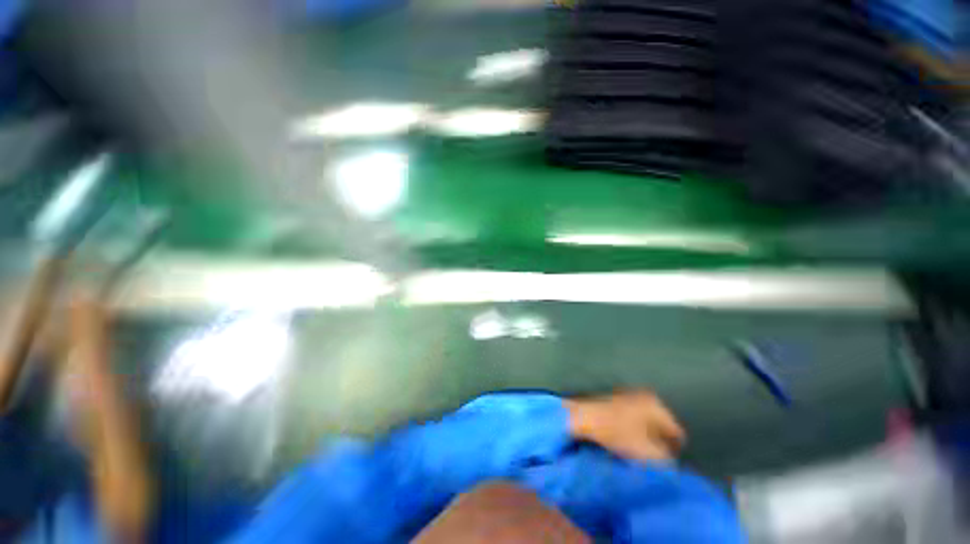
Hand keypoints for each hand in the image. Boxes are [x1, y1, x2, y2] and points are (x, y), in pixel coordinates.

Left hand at [566, 390, 685, 460]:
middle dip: (660, 441)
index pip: (677, 432)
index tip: (666, 463)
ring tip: (638, 448)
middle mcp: (646, 396)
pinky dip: (634, 427)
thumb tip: (671, 461)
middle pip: (662, 425)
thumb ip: (666, 460)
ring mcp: (630, 395)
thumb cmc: (618, 433)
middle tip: (652, 456)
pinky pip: (634, 416)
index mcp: (657, 406)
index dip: (674, 451)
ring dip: (646, 435)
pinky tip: (625, 436)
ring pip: (647, 421)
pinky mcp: (617, 398)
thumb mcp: (647, 453)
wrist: (585, 417)